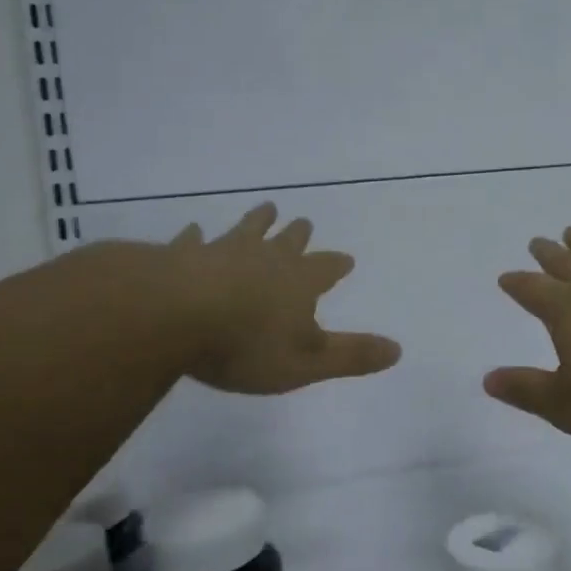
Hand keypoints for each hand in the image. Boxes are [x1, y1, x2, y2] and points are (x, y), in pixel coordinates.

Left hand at [163, 203, 400, 393]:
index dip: (337, 265)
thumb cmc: (246, 344)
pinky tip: (194, 231)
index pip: (326, 268)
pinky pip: (193, 242)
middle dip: (299, 234)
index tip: (346, 259)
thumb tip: (398, 349)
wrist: (172, 316)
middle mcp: (266, 259)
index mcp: (299, 282)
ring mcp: (223, 252)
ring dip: (258, 221)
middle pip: (288, 241)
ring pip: (247, 230)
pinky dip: (196, 237)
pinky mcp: (183, 256)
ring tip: (266, 208)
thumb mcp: (307, 362)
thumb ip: (351, 356)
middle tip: (304, 222)